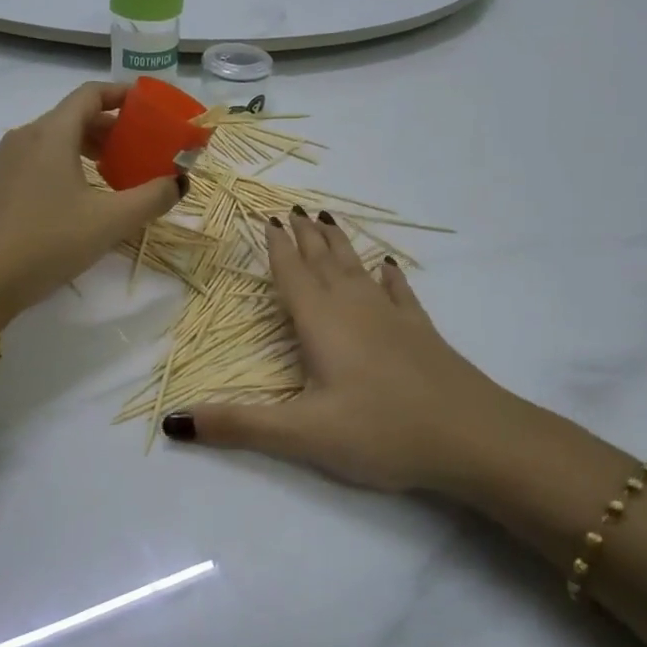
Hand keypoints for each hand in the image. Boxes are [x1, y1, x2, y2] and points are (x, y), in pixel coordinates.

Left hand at [0, 83, 184, 322]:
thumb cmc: (47, 243)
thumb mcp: (109, 222)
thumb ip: (151, 198)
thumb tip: (180, 182)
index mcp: (51, 133)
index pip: (91, 94)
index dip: (124, 95)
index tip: (151, 108)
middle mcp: (26, 136)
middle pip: (75, 115)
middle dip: (112, 127)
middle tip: (143, 148)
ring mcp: (8, 161)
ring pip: (57, 139)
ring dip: (91, 147)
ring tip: (119, 173)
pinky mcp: (0, 185)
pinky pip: (42, 159)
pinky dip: (69, 164)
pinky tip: (85, 196)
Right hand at [165, 210, 569, 499]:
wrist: (473, 438)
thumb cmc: (381, 431)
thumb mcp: (301, 434)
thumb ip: (237, 425)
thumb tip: (172, 421)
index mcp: (322, 323)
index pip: (293, 275)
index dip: (277, 248)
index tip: (267, 218)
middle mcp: (355, 309)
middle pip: (324, 263)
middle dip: (305, 237)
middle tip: (292, 209)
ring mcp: (393, 318)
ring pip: (358, 270)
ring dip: (340, 246)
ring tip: (328, 221)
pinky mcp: (421, 333)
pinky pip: (399, 293)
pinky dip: (389, 277)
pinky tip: (388, 266)